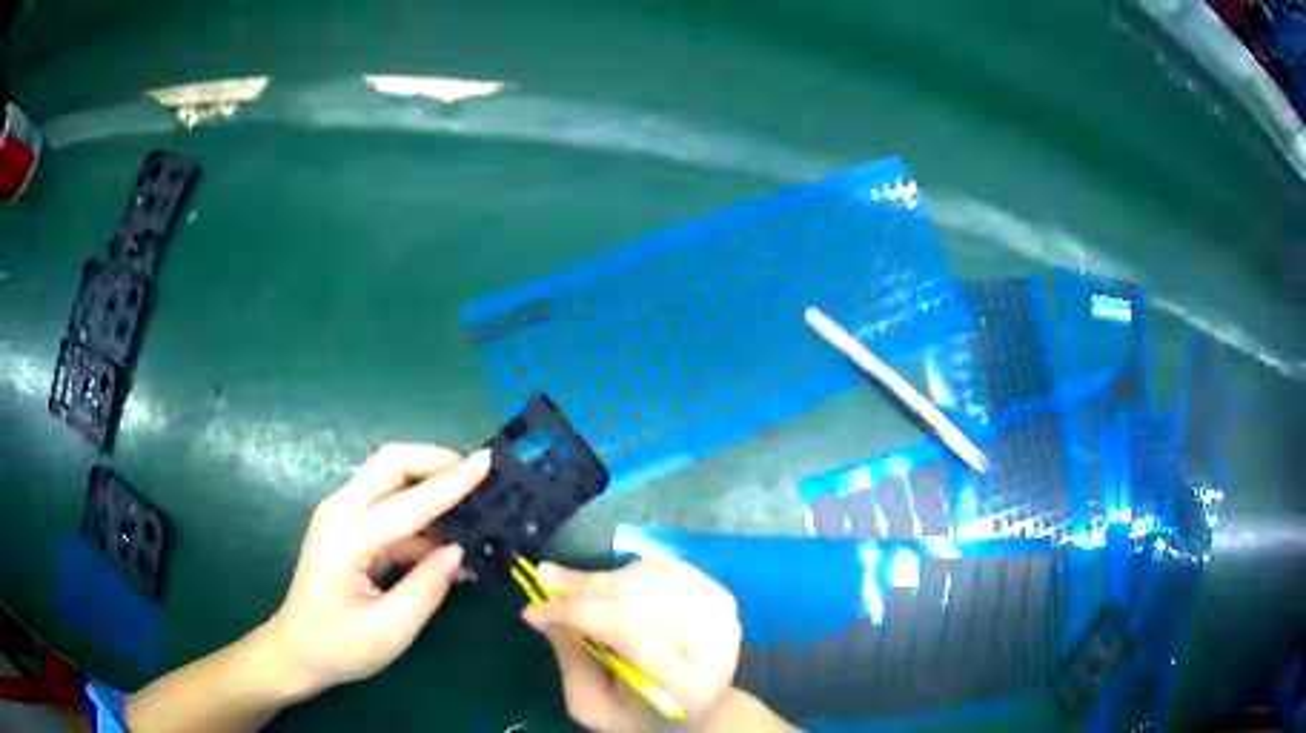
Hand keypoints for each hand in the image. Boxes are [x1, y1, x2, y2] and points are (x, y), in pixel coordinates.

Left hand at [263, 443, 490, 696]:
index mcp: (347, 538)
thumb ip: (426, 588)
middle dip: (436, 462)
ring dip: (430, 487)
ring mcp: (341, 516)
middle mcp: (340, 512)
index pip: (408, 502)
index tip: (488, 462)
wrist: (297, 651)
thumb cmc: (339, 647)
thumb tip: (459, 551)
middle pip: (391, 464)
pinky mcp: (348, 528)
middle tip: (479, 477)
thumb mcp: (390, 631)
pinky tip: (447, 546)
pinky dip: (421, 517)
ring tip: (474, 512)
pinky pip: (389, 508)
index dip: (451, 483)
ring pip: (390, 479)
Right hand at [522, 559, 741, 730]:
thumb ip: (571, 658)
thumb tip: (538, 607)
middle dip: (584, 585)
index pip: (630, 634)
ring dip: (605, 576)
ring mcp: (725, 619)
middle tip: (547, 581)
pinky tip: (612, 583)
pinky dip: (633, 569)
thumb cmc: (639, 716)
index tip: (537, 607)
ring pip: (652, 575)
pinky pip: (669, 567)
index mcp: (685, 687)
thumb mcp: (594, 705)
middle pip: (640, 596)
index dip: (578, 613)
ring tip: (577, 588)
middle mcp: (715, 648)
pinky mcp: (725, 599)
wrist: (702, 713)